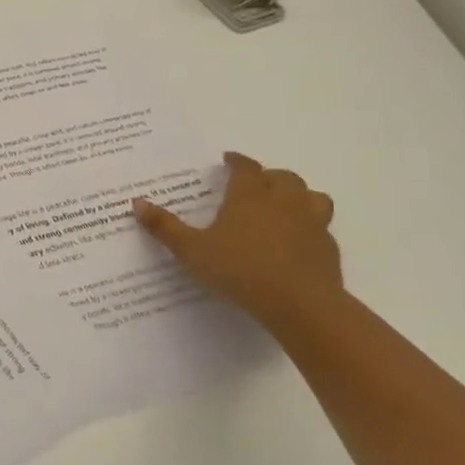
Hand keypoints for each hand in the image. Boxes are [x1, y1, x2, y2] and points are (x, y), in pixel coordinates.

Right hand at [133, 152, 342, 331]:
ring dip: (299, 195)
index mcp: (249, 197)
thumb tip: (137, 202)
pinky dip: (310, 226)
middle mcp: (283, 203)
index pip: (246, 168)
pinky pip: (322, 227)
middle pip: (283, 177)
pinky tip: (297, 241)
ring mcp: (311, 225)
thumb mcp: (191, 250)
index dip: (237, 161)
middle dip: (268, 176)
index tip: (229, 160)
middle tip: (255, 183)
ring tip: (285, 205)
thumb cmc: (239, 270)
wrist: (300, 304)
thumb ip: (164, 227)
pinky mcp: (328, 249)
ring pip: (312, 197)